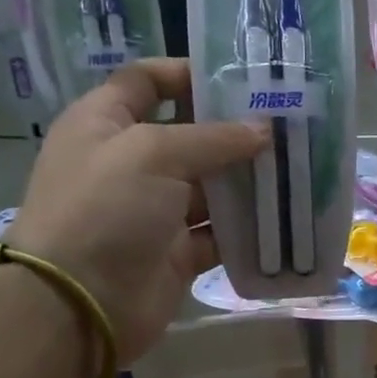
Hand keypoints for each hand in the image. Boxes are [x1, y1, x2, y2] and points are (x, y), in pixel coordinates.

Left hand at [8, 60, 265, 365]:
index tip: (241, 78)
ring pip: (210, 187)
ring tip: (298, 166)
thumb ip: (213, 137)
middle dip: (234, 130)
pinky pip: (219, 233)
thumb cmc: (105, 208)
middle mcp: (130, 163)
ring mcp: (154, 211)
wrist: (78, 304)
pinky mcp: (177, 252)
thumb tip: (263, 130)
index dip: (188, 73)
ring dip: (248, 180)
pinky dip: (247, 228)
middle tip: (288, 124)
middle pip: (189, 135)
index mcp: (106, 123)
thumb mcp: (154, 153)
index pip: (147, 82)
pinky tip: (285, 216)